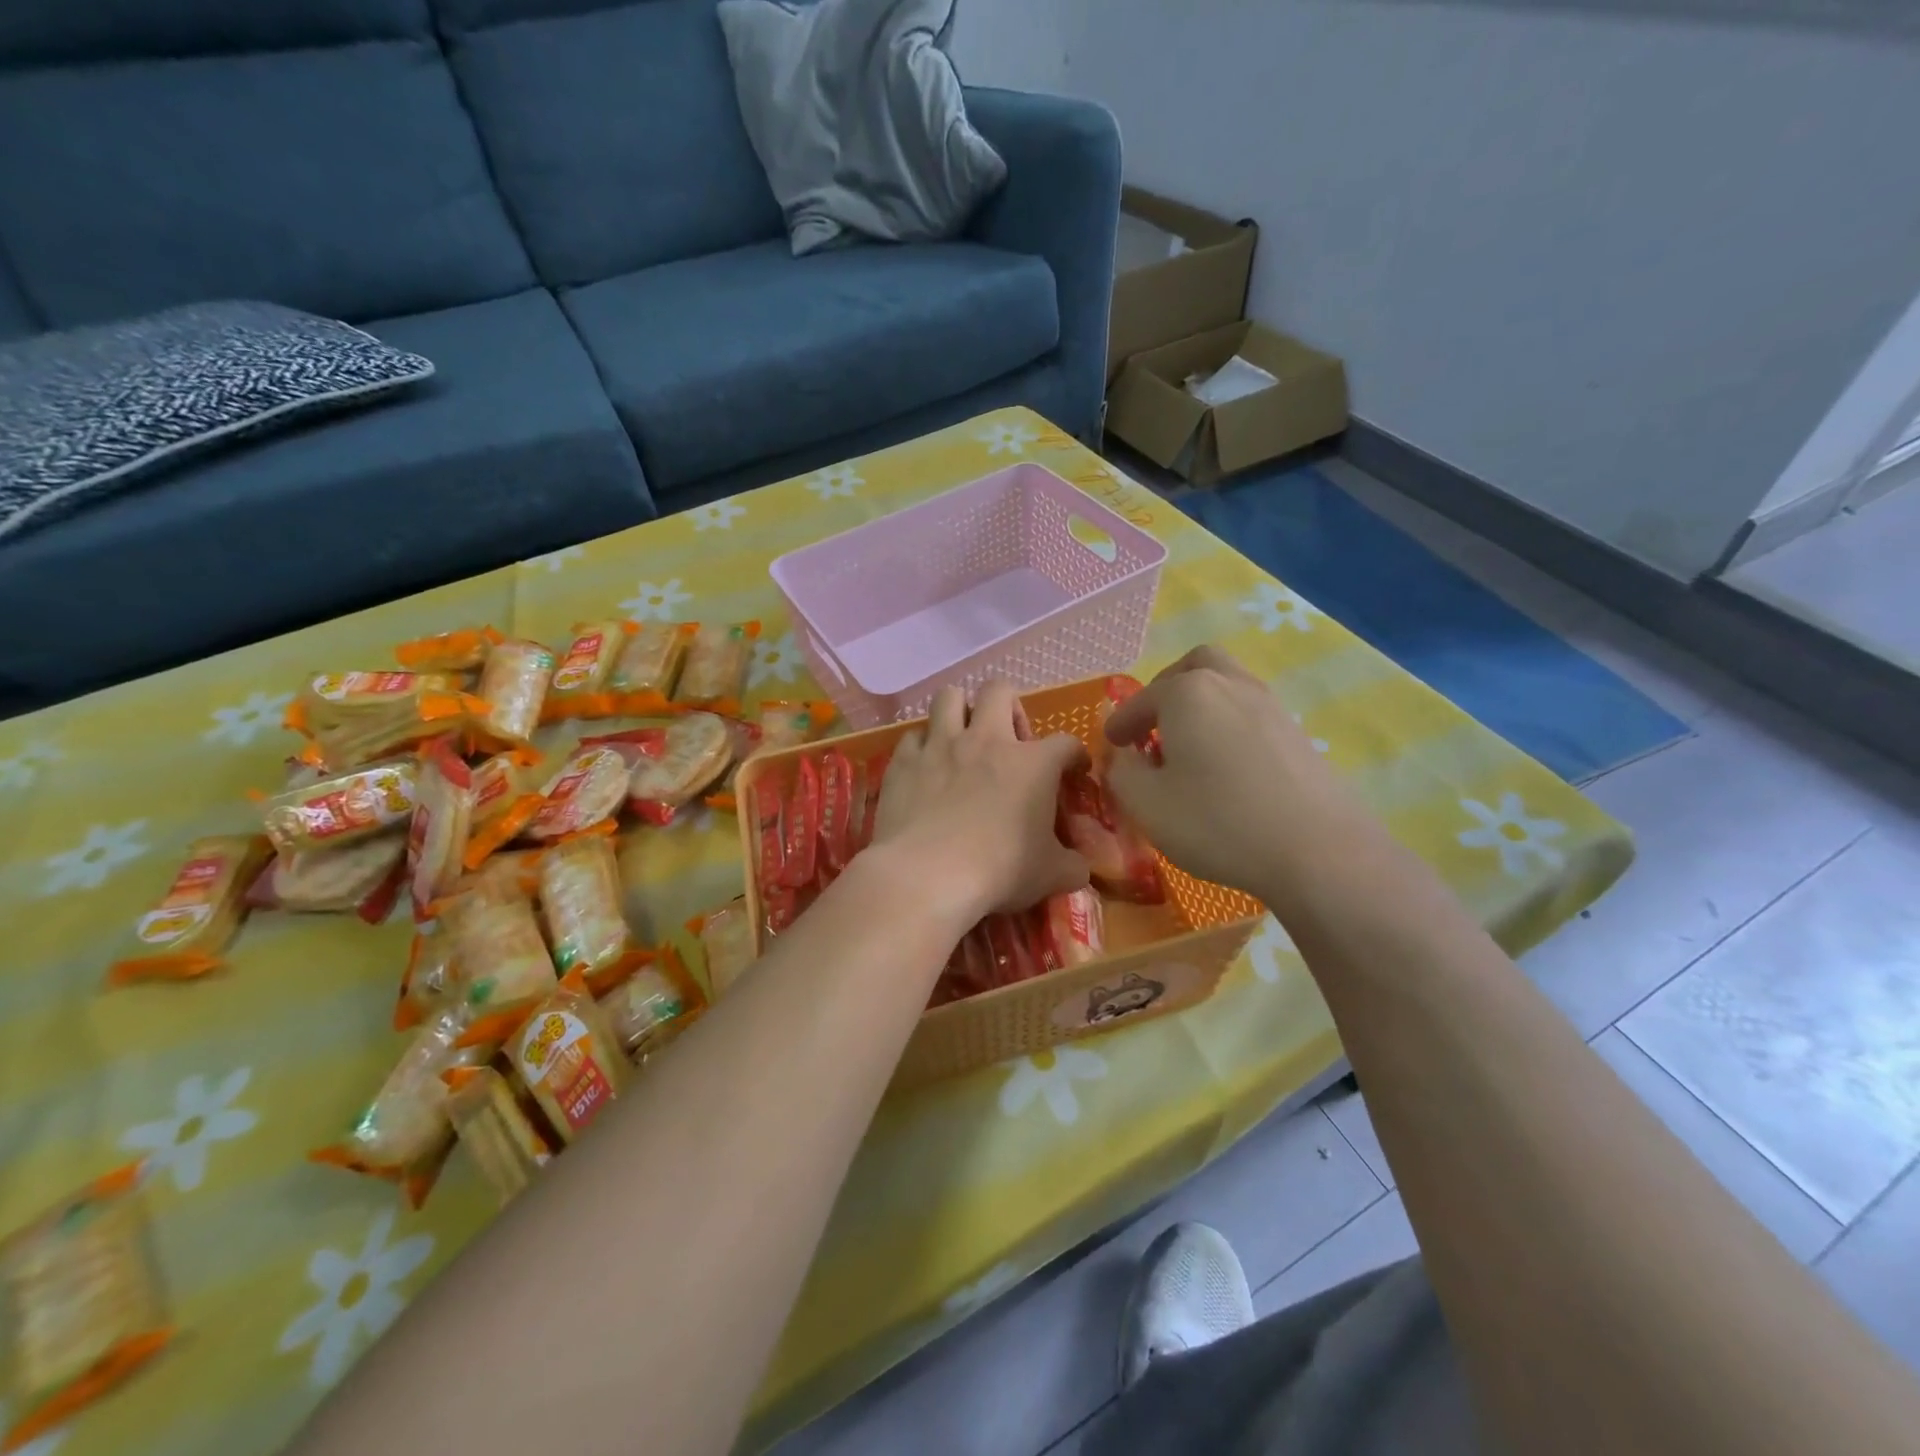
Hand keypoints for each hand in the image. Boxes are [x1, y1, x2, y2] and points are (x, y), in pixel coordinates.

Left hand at [871, 681, 1089, 925]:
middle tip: (1009, 739)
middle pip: (999, 691)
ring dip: (959, 711)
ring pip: (949, 697)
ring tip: (962, 737)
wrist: (926, 875)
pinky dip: (922, 746)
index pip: (1065, 743)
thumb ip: (1073, 865)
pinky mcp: (904, 761)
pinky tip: (926, 767)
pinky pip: (913, 736)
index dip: (1074, 756)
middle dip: (1009, 706)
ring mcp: (940, 745)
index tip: (1072, 771)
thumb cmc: (999, 871)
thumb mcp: (1051, 875)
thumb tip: (1080, 867)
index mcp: (1032, 763)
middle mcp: (986, 740)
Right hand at [1103, 646, 1360, 900]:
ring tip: (1188, 745)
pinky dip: (1228, 724)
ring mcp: (1270, 705)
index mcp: (1188, 693)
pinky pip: (1250, 713)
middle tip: (1153, 724)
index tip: (1111, 743)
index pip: (1141, 700)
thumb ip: (1122, 772)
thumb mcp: (1147, 804)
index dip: (1120, 723)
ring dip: (1201, 704)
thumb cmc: (1218, 822)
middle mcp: (1230, 685)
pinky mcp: (1297, 733)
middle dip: (1166, 689)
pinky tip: (1225, 766)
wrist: (1318, 851)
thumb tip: (1123, 757)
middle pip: (1194, 666)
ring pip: (1228, 684)